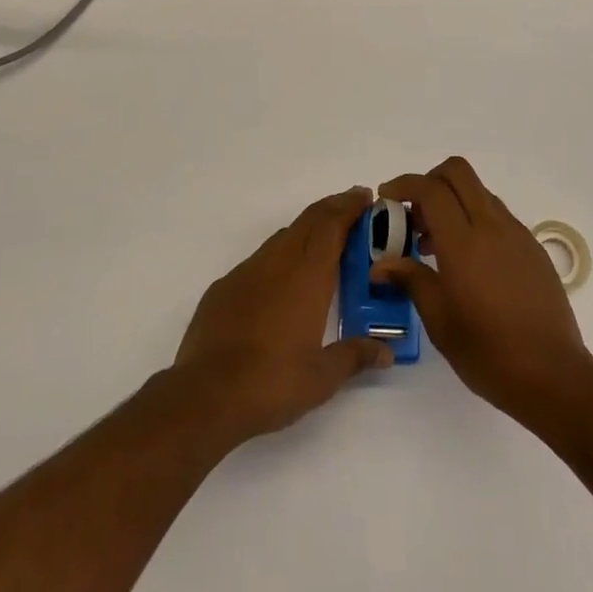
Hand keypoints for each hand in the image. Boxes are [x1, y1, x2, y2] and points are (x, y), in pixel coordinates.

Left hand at [173, 186, 393, 444]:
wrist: (205, 395)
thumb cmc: (272, 383)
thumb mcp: (322, 378)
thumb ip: (355, 356)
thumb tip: (387, 351)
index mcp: (308, 276)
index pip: (332, 225)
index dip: (350, 206)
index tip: (365, 197)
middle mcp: (279, 262)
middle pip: (309, 220)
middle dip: (332, 208)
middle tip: (352, 208)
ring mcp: (248, 271)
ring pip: (284, 236)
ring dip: (307, 230)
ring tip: (323, 241)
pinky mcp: (225, 286)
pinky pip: (260, 259)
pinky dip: (280, 255)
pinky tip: (281, 280)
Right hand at [372, 156, 592, 426]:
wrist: (553, 375)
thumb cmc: (488, 352)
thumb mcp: (439, 321)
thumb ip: (410, 280)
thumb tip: (381, 264)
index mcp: (463, 242)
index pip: (431, 189)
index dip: (404, 184)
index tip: (387, 198)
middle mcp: (491, 226)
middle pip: (458, 172)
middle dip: (430, 181)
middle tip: (414, 214)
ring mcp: (516, 233)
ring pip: (479, 192)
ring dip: (453, 201)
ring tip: (436, 245)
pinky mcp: (532, 246)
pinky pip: (497, 214)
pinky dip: (475, 219)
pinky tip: (469, 261)